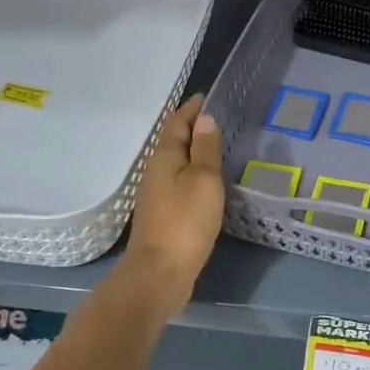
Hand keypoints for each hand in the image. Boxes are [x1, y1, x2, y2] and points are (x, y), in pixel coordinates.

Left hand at [124, 95, 224, 306]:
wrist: (160, 272)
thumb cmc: (186, 221)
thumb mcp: (204, 179)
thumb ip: (206, 148)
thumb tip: (205, 119)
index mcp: (164, 157)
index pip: (176, 123)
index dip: (190, 109)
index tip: (205, 97)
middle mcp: (155, 171)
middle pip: (172, 140)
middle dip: (190, 127)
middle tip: (214, 118)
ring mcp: (156, 194)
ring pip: (174, 162)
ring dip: (191, 150)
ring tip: (213, 145)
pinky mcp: (162, 214)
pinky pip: (177, 181)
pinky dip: (191, 171)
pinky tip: (205, 181)